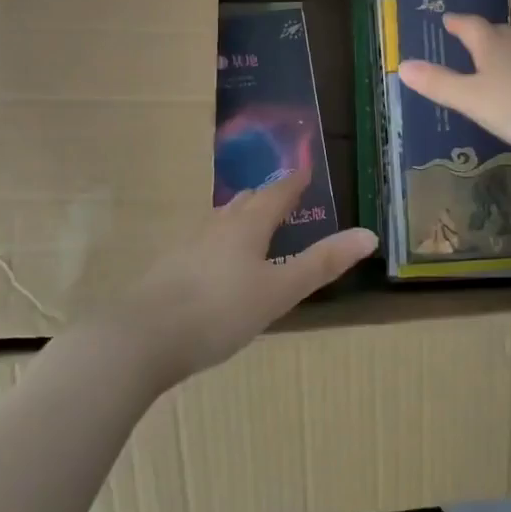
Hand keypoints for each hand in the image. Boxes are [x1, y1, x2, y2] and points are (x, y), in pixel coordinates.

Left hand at [116, 173, 375, 386]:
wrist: (140, 339)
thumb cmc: (220, 311)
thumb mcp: (280, 291)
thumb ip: (322, 263)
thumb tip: (369, 234)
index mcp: (246, 227)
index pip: (275, 195)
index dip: (292, 183)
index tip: (303, 172)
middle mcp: (215, 228)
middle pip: (243, 203)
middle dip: (264, 197)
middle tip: (280, 197)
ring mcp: (186, 248)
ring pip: (218, 222)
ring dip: (238, 218)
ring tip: (249, 225)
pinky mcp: (166, 271)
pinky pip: (201, 245)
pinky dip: (217, 244)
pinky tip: (214, 264)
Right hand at [397, 14, 510, 163]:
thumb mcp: (472, 99)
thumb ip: (439, 83)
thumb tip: (402, 65)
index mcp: (493, 45)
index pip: (470, 26)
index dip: (457, 23)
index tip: (446, 20)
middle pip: (496, 33)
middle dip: (479, 34)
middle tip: (465, 36)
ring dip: (502, 52)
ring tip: (490, 62)